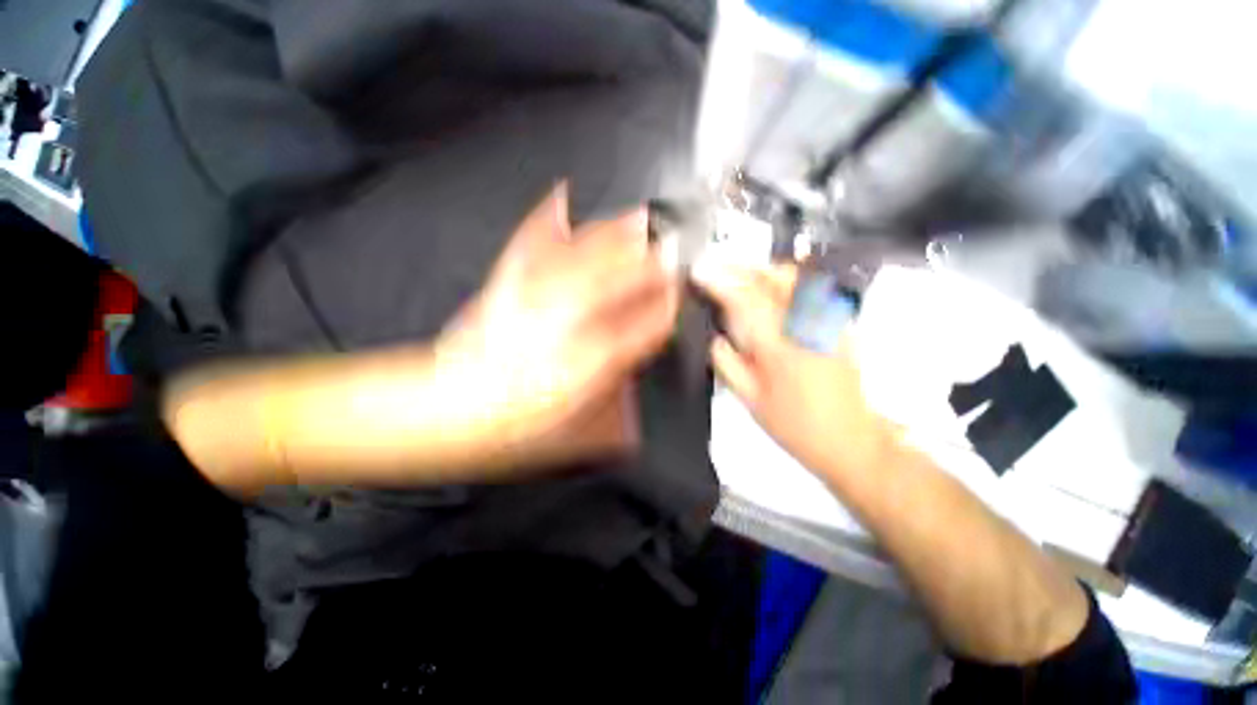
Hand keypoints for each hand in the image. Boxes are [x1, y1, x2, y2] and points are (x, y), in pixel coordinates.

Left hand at [437, 184, 679, 466]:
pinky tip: (560, 199)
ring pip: (584, 257)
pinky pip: (529, 245)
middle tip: (670, 250)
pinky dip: (545, 219)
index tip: (676, 297)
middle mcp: (566, 324)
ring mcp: (534, 299)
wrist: (445, 414)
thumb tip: (634, 383)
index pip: (643, 327)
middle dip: (651, 264)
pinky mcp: (505, 289)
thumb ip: (613, 404)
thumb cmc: (508, 431)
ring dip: (615, 237)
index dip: (665, 309)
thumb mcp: (577, 433)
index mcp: (588, 364)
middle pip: (620, 281)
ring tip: (637, 220)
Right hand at [691, 261, 892, 482]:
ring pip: (797, 278)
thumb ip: (728, 365)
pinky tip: (774, 291)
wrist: (851, 441)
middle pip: (774, 277)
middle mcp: (806, 326)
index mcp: (779, 347)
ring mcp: (828, 322)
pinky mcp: (841, 325)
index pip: (745, 300)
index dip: (719, 282)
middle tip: (718, 269)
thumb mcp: (750, 402)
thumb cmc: (795, 426)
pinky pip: (812, 290)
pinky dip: (788, 282)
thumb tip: (716, 338)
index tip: (699, 272)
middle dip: (741, 267)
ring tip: (742, 277)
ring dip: (765, 271)